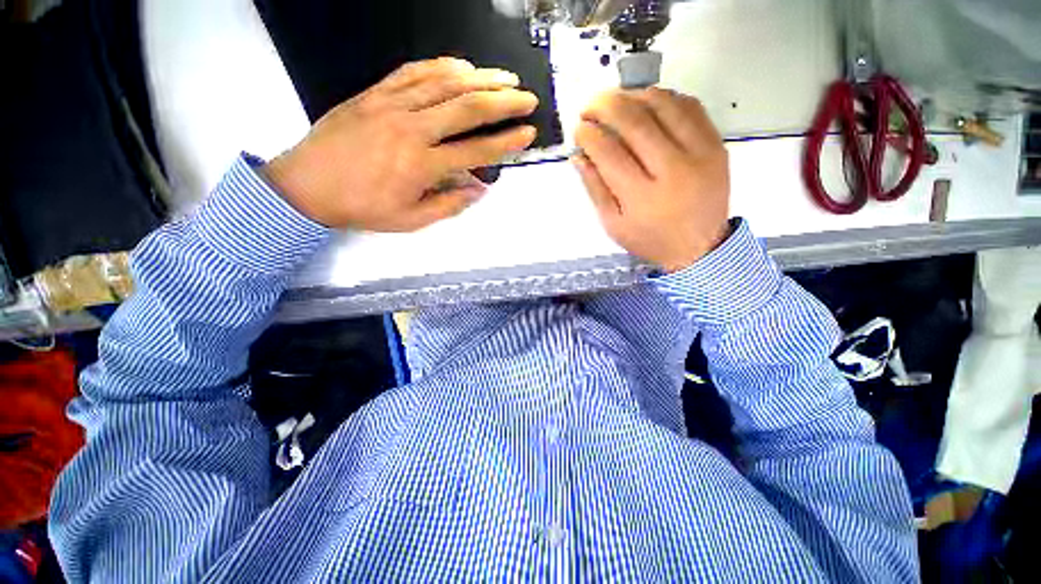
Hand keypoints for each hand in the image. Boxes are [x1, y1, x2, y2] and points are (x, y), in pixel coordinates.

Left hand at [265, 58, 537, 230]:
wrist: (307, 185)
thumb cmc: (363, 208)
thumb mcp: (411, 220)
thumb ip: (449, 205)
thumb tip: (480, 190)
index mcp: (423, 165)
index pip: (476, 150)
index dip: (506, 142)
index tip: (528, 133)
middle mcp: (413, 129)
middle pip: (467, 108)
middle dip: (503, 102)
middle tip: (527, 98)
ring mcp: (392, 105)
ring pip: (444, 83)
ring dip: (480, 78)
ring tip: (505, 77)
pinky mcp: (375, 93)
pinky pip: (413, 72)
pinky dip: (441, 66)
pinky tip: (462, 65)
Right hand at [573, 88, 730, 272]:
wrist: (699, 247)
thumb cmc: (650, 240)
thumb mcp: (614, 225)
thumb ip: (595, 189)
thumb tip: (579, 156)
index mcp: (641, 197)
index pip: (609, 153)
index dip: (589, 135)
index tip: (579, 130)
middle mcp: (672, 171)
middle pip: (635, 122)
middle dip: (605, 106)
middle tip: (590, 106)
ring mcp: (699, 154)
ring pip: (663, 105)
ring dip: (633, 95)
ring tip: (617, 100)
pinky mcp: (716, 145)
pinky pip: (690, 106)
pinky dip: (665, 97)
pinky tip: (648, 102)